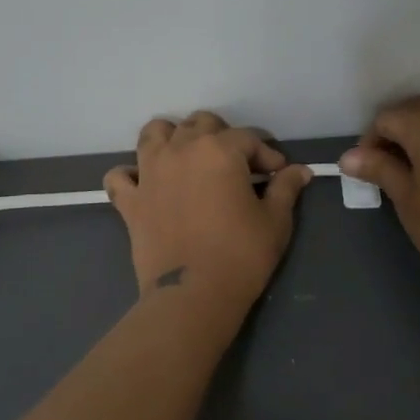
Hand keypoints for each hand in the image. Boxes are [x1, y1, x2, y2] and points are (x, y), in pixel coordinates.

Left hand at [104, 112, 314, 306]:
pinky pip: (119, 176)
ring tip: (188, 159)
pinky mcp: (130, 200)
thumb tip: (300, 171)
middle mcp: (180, 150)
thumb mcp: (275, 221)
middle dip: (222, 136)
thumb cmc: (241, 255)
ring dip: (173, 138)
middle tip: (237, 164)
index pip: (248, 137)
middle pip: (200, 123)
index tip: (278, 173)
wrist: (193, 295)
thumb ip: (285, 188)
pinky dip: (130, 175)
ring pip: (155, 133)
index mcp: (218, 150)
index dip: (267, 153)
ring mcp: (149, 173)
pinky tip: (145, 185)